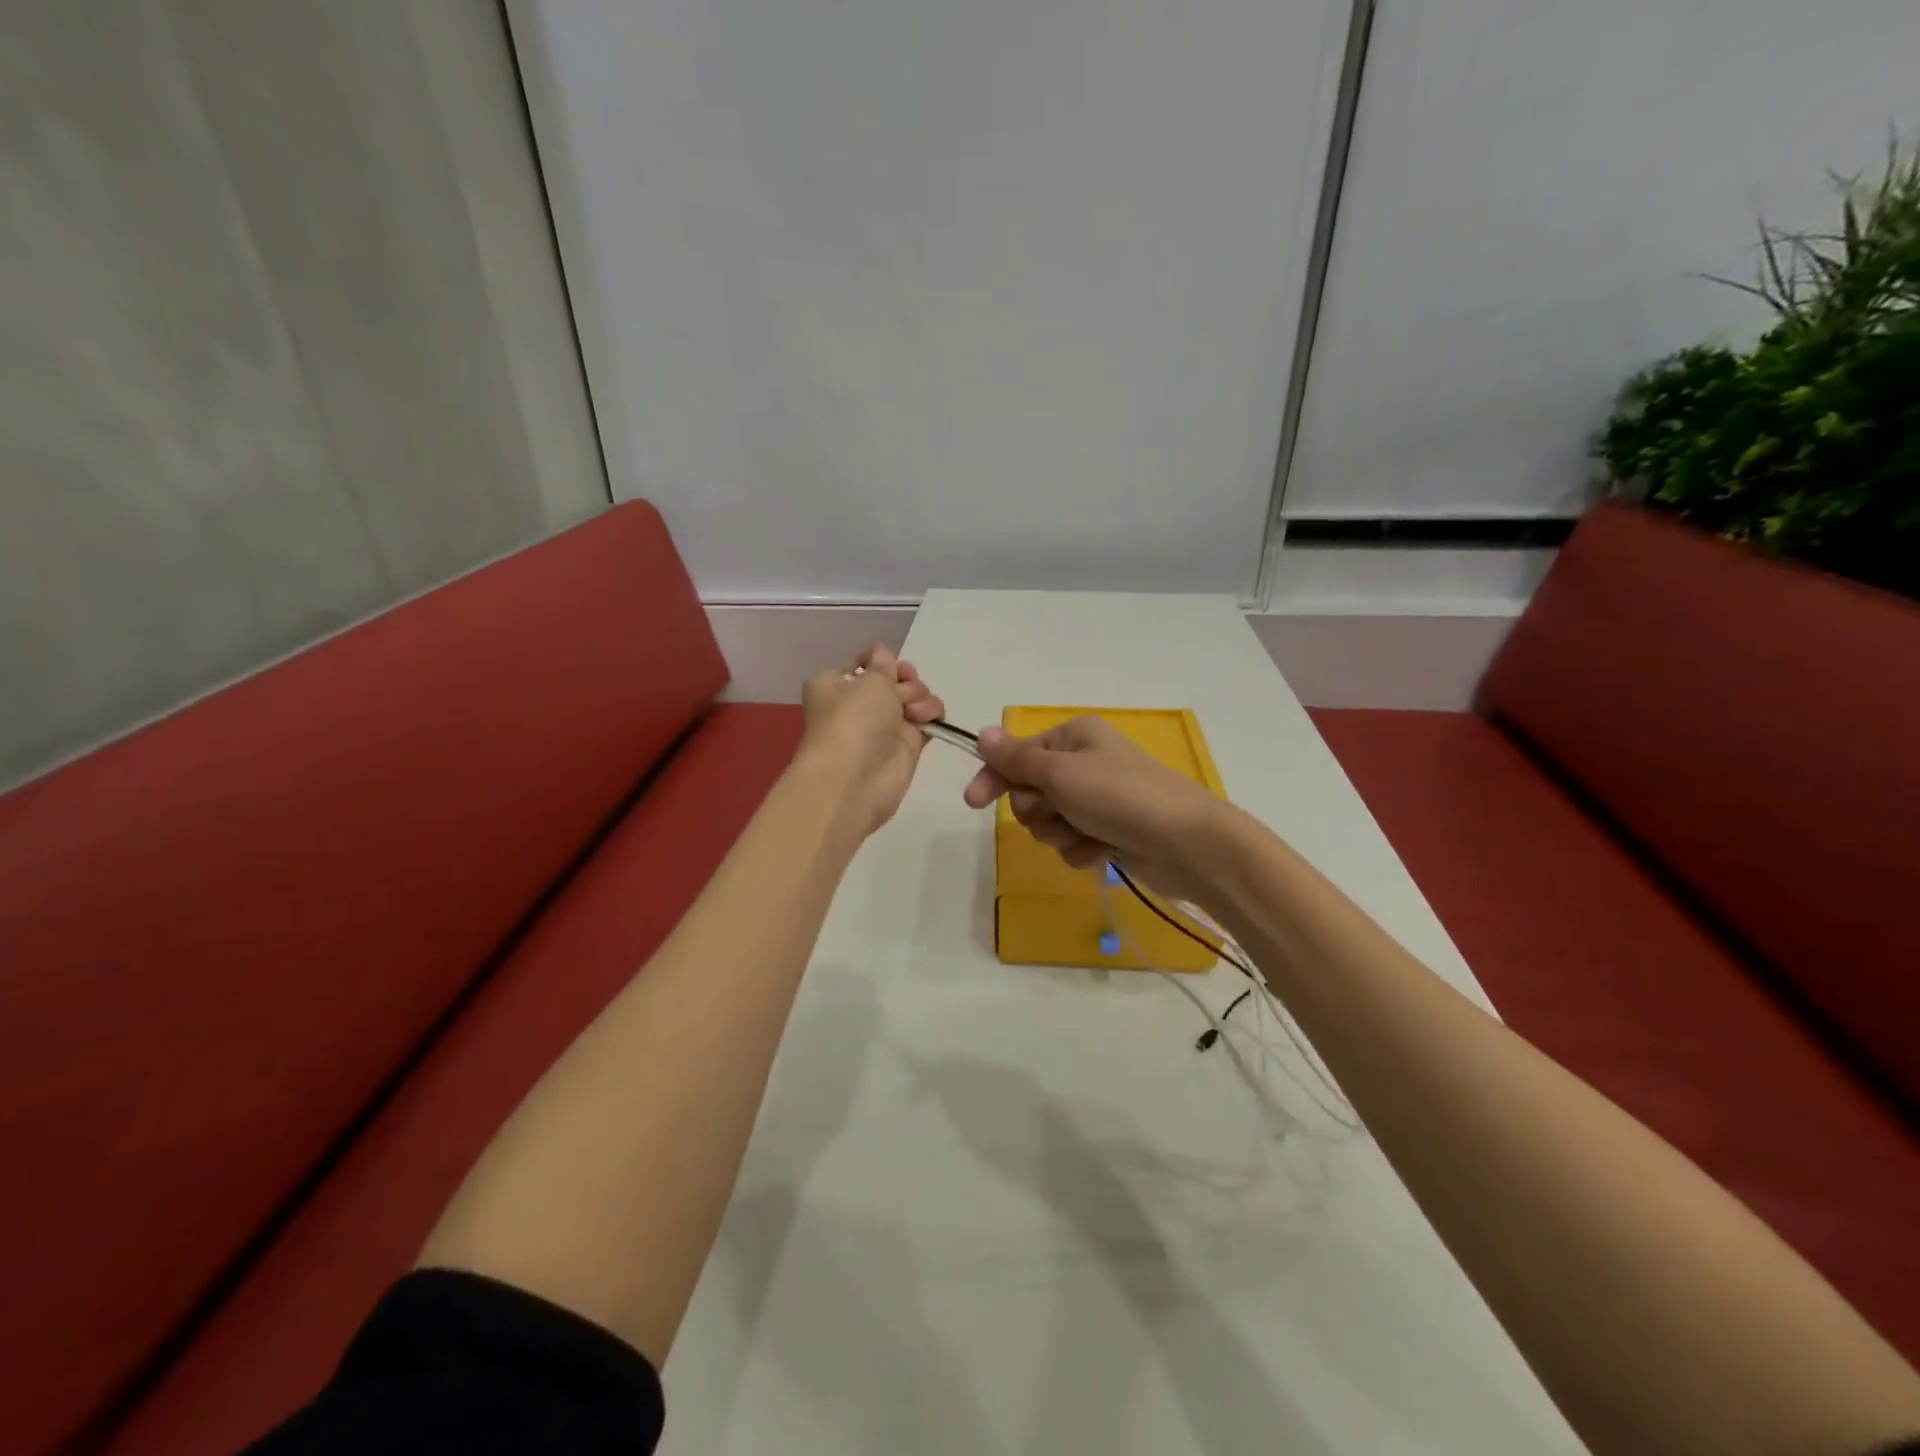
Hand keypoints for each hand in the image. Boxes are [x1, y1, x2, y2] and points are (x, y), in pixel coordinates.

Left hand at [800, 645, 944, 836]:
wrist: (855, 780)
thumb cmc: (853, 720)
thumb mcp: (869, 680)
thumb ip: (884, 665)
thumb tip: (884, 659)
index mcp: (836, 683)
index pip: (866, 661)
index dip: (882, 660)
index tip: (890, 666)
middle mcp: (858, 702)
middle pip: (894, 678)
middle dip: (905, 679)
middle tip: (901, 692)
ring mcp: (884, 725)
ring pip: (913, 696)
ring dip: (919, 696)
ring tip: (912, 712)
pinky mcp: (906, 745)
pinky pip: (926, 719)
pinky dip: (931, 715)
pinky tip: (927, 720)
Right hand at [961, 715, 1234, 904]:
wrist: (1186, 843)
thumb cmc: (1119, 797)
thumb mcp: (1061, 772)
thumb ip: (1017, 759)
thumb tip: (983, 733)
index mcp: (1074, 737)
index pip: (1017, 755)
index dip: (994, 777)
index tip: (972, 802)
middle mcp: (1085, 763)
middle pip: (1031, 792)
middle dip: (1039, 810)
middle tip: (1061, 812)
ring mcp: (1098, 800)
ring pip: (1050, 822)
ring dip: (1061, 833)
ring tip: (1088, 834)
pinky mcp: (1109, 832)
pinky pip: (1073, 844)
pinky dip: (1083, 851)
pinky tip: (1105, 852)